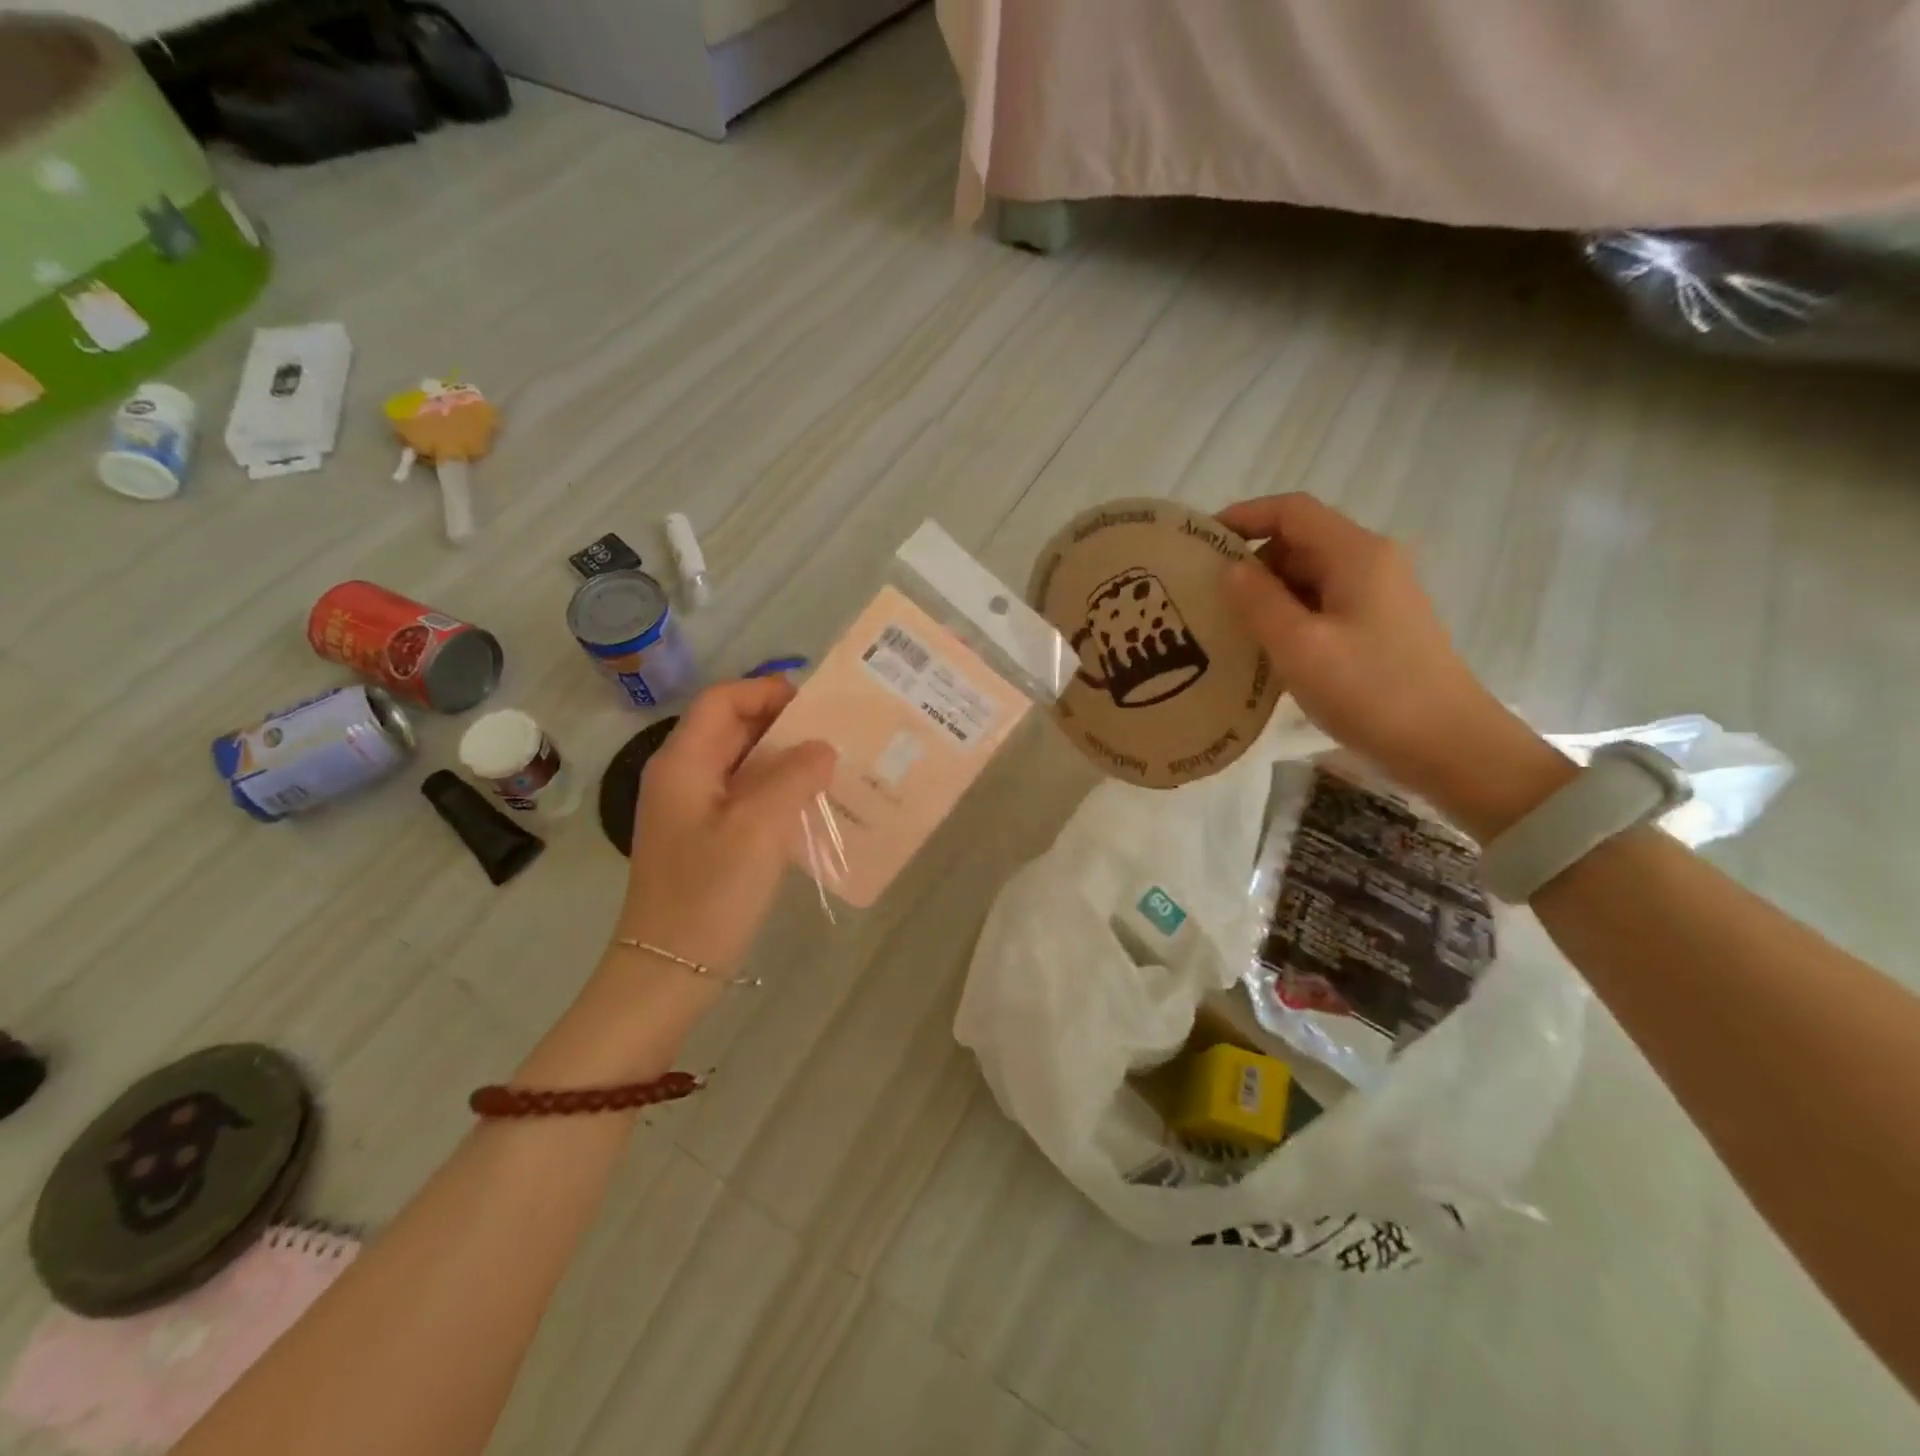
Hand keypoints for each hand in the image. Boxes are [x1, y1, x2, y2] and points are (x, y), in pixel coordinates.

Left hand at [614, 677, 835, 976]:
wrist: (669, 969)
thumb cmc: (710, 892)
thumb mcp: (759, 827)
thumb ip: (794, 776)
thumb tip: (822, 747)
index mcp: (683, 763)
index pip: (723, 700)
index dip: (767, 690)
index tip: (817, 704)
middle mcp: (683, 776)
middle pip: (733, 728)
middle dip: (783, 724)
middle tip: (836, 733)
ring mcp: (692, 809)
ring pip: (743, 763)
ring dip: (785, 759)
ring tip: (833, 766)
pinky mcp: (706, 837)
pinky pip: (746, 796)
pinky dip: (778, 790)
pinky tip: (812, 805)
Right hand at [1218, 493, 1567, 836]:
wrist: (1447, 745)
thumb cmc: (1370, 690)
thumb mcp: (1300, 646)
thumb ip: (1259, 601)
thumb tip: (1230, 569)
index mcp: (1356, 554)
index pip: (1292, 511)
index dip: (1244, 516)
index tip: (1200, 542)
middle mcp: (1371, 564)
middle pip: (1300, 542)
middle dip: (1251, 561)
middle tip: (1206, 595)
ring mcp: (1378, 597)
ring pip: (1309, 578)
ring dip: (1267, 594)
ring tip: (1226, 625)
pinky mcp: (1378, 629)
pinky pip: (1322, 607)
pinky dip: (1289, 617)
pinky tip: (1265, 650)